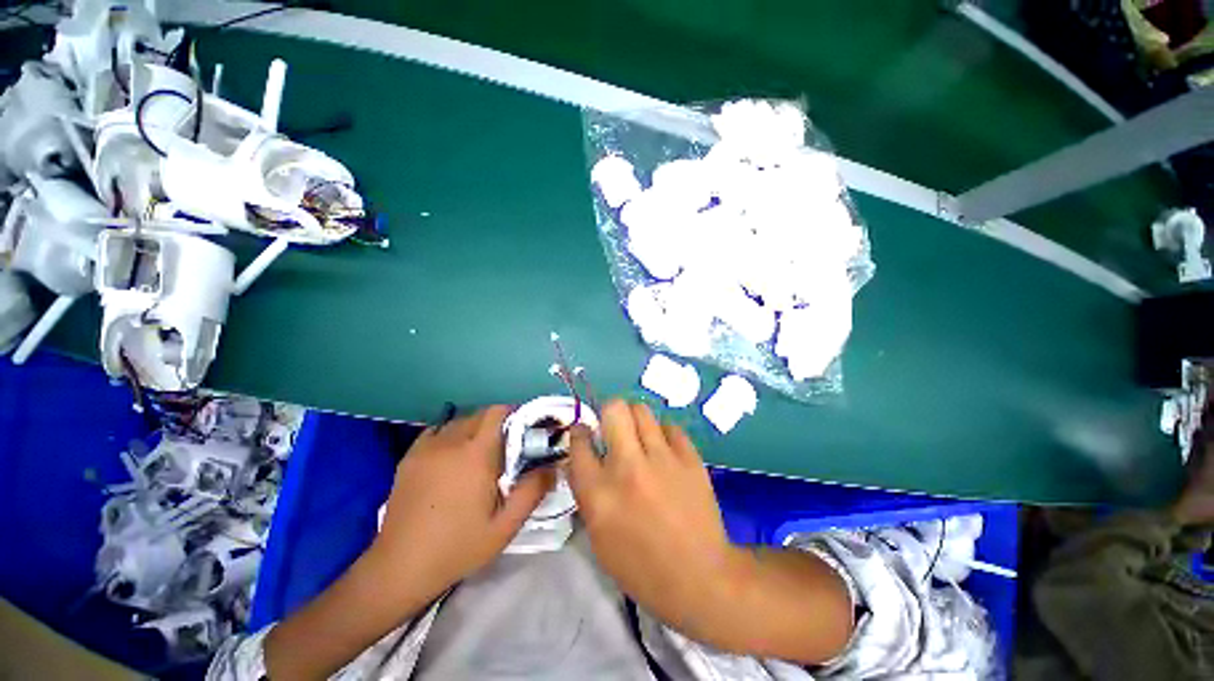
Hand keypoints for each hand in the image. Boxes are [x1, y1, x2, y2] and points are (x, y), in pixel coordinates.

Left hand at [372, 405, 554, 603]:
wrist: (399, 568)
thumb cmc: (457, 547)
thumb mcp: (505, 526)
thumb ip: (533, 492)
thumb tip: (552, 466)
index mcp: (476, 454)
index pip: (497, 412)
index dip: (513, 414)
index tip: (523, 429)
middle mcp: (451, 442)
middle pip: (479, 415)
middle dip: (496, 423)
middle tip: (505, 448)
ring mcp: (426, 448)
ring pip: (458, 422)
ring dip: (474, 430)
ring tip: (478, 454)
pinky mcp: (409, 457)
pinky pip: (436, 432)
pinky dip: (450, 436)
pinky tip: (451, 458)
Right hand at [567, 400, 738, 637]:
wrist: (700, 578)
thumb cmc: (641, 566)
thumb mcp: (599, 537)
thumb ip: (587, 492)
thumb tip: (584, 458)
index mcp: (599, 493)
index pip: (579, 443)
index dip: (579, 432)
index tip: (584, 432)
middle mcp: (628, 467)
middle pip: (614, 410)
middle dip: (609, 412)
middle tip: (614, 426)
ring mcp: (662, 459)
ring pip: (642, 410)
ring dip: (635, 419)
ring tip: (639, 435)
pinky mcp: (689, 458)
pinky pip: (670, 427)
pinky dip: (663, 435)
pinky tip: (665, 450)